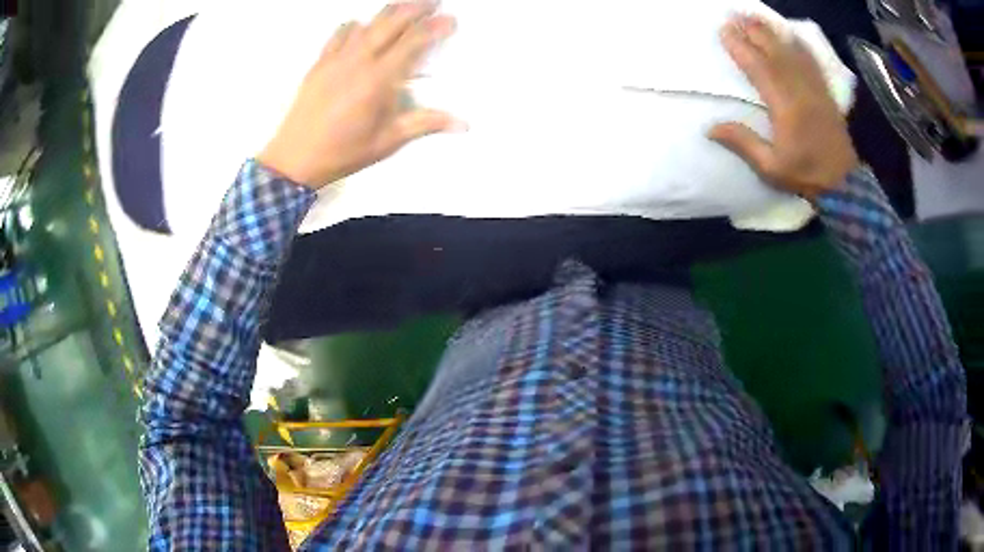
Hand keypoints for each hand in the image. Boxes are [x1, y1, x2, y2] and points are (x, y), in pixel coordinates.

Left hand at [258, 2, 461, 188]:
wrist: (295, 158)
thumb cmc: (344, 152)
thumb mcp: (388, 141)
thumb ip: (425, 123)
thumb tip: (463, 123)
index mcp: (379, 80)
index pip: (413, 43)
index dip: (434, 28)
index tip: (450, 20)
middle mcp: (358, 61)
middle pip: (391, 23)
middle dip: (415, 8)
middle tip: (432, 1)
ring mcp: (336, 59)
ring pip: (366, 24)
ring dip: (388, 12)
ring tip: (403, 5)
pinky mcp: (319, 64)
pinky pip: (339, 34)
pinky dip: (354, 26)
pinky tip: (360, 25)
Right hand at [708, 15, 859, 200]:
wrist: (844, 185)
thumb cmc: (806, 175)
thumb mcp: (770, 167)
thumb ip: (743, 143)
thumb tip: (709, 128)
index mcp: (785, 106)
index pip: (758, 68)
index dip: (740, 47)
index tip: (724, 30)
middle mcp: (800, 90)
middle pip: (775, 52)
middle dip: (754, 31)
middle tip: (735, 14)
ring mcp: (815, 89)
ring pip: (792, 52)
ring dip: (773, 32)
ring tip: (756, 17)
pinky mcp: (825, 93)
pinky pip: (812, 63)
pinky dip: (800, 46)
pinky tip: (791, 35)